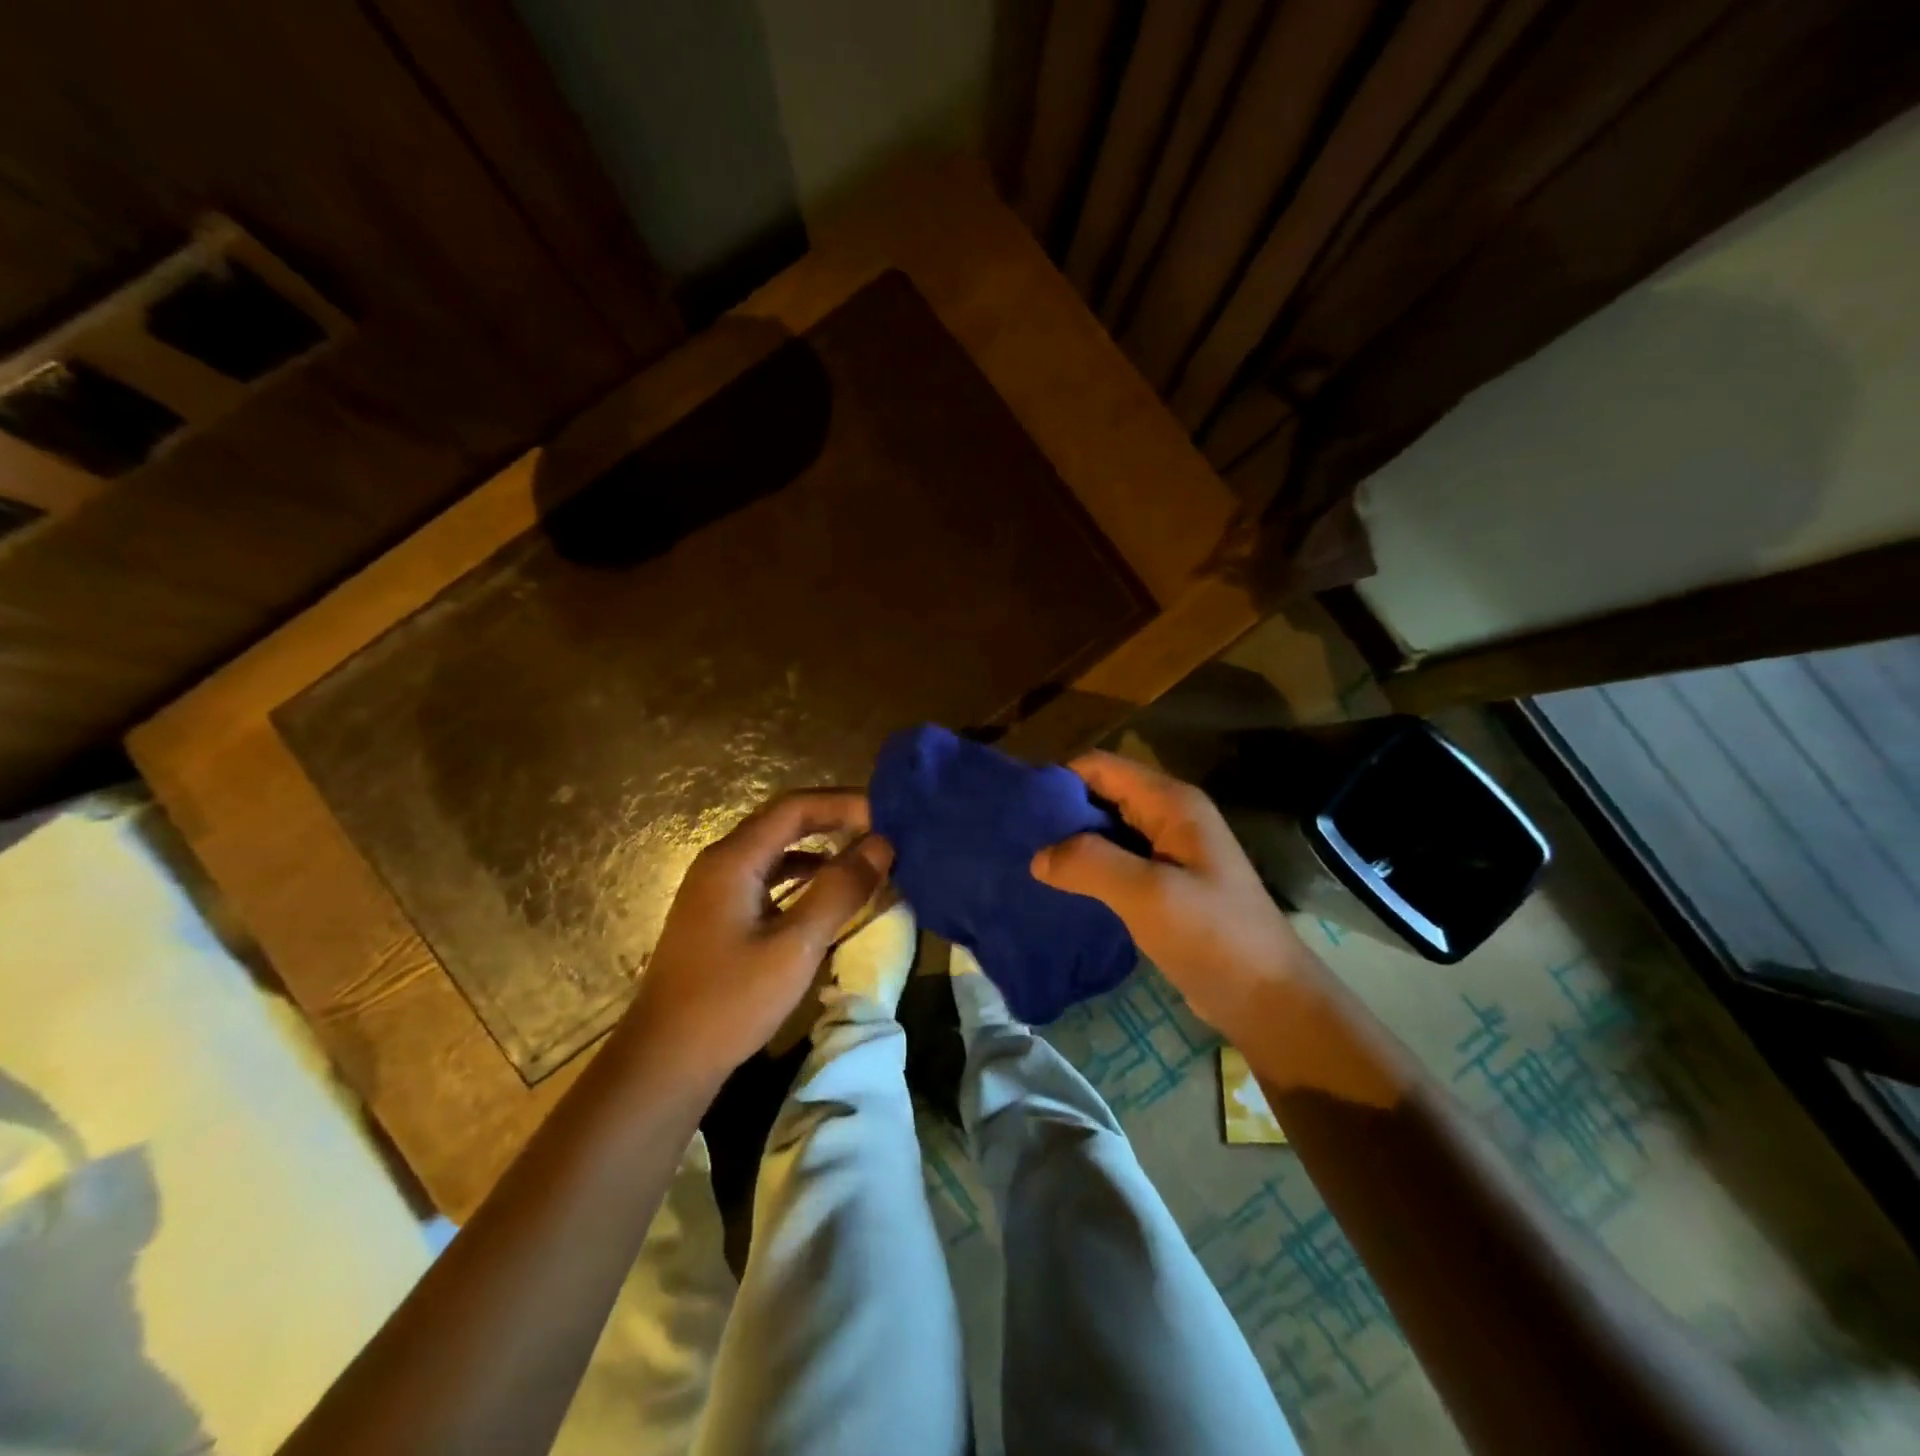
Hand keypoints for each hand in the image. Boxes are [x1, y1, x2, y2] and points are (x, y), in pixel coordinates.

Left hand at [619, 790, 891, 1084]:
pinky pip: (767, 878)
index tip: (888, 814)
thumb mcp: (795, 946)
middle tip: (882, 830)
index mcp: (734, 859)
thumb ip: (839, 891)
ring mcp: (716, 889)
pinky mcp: (719, 915)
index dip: (844, 803)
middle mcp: (721, 862)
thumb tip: (882, 845)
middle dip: (835, 820)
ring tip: (864, 856)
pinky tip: (827, 894)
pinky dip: (802, 877)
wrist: (664, 1062)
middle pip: (784, 822)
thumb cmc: (730, 1001)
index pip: (795, 807)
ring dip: (820, 848)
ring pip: (776, 850)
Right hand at [1030, 750, 1309, 1030]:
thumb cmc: (1213, 936)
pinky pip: (1115, 862)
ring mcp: (1167, 851)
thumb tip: (1037, 856)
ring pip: (1105, 831)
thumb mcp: (1148, 895)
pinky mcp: (1163, 884)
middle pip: (1101, 795)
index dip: (1059, 779)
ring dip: (1070, 843)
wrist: (1267, 999)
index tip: (1018, 807)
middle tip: (1015, 839)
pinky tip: (1058, 888)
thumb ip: (1090, 864)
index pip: (1101, 767)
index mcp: (1171, 803)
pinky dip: (1086, 869)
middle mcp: (1168, 817)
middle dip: (1059, 812)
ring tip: (1027, 862)